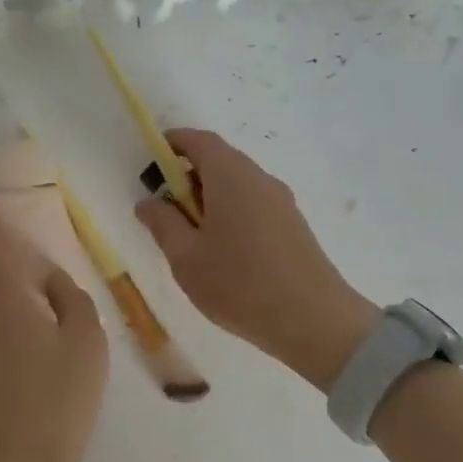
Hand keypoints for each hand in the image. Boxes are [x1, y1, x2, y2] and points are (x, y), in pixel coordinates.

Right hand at [136, 129, 375, 390]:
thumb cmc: (239, 284)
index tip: (151, 163)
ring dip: (209, 200)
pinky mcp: (294, 226)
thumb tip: (148, 202)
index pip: (199, 141)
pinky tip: (223, 254)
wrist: (314, 321)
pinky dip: (231, 214)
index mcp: (231, 176)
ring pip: (237, 186)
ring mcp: (282, 202)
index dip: (172, 144)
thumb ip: (163, 224)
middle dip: (188, 178)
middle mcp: (260, 178)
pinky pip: (254, 205)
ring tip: (191, 240)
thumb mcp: (186, 257)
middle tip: (165, 213)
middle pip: (219, 161)